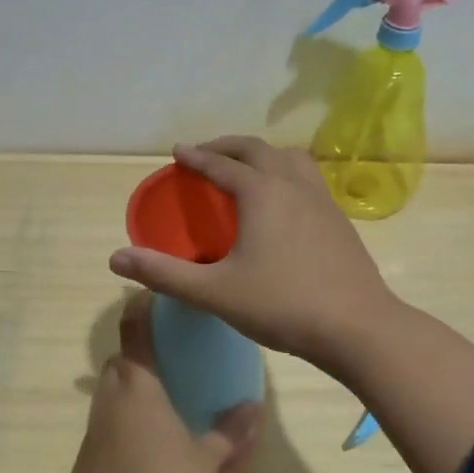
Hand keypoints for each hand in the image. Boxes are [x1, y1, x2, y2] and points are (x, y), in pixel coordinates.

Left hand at [54, 292, 258, 472]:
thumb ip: (230, 431)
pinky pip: (101, 431)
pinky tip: (138, 453)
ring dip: (126, 395)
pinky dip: (118, 430)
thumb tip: (255, 407)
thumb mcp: (206, 459)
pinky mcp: (82, 462)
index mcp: (139, 387)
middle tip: (163, 364)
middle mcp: (109, 400)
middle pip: (117, 363)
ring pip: (106, 397)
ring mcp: (91, 431)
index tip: (146, 294)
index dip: (138, 308)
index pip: (133, 331)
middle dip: (135, 357)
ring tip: (155, 409)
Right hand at [109, 137, 398, 367]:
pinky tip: (284, 202)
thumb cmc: (282, 306)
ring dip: (263, 155)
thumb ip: (164, 274)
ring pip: (290, 159)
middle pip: (257, 150)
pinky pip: (308, 179)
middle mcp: (293, 185)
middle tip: (206, 153)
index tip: (178, 151)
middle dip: (227, 146)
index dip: (196, 156)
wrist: (357, 326)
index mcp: (261, 193)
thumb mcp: (214, 293)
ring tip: (247, 168)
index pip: (221, 164)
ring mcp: (322, 200)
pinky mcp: (339, 219)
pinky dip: (286, 174)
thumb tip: (116, 259)